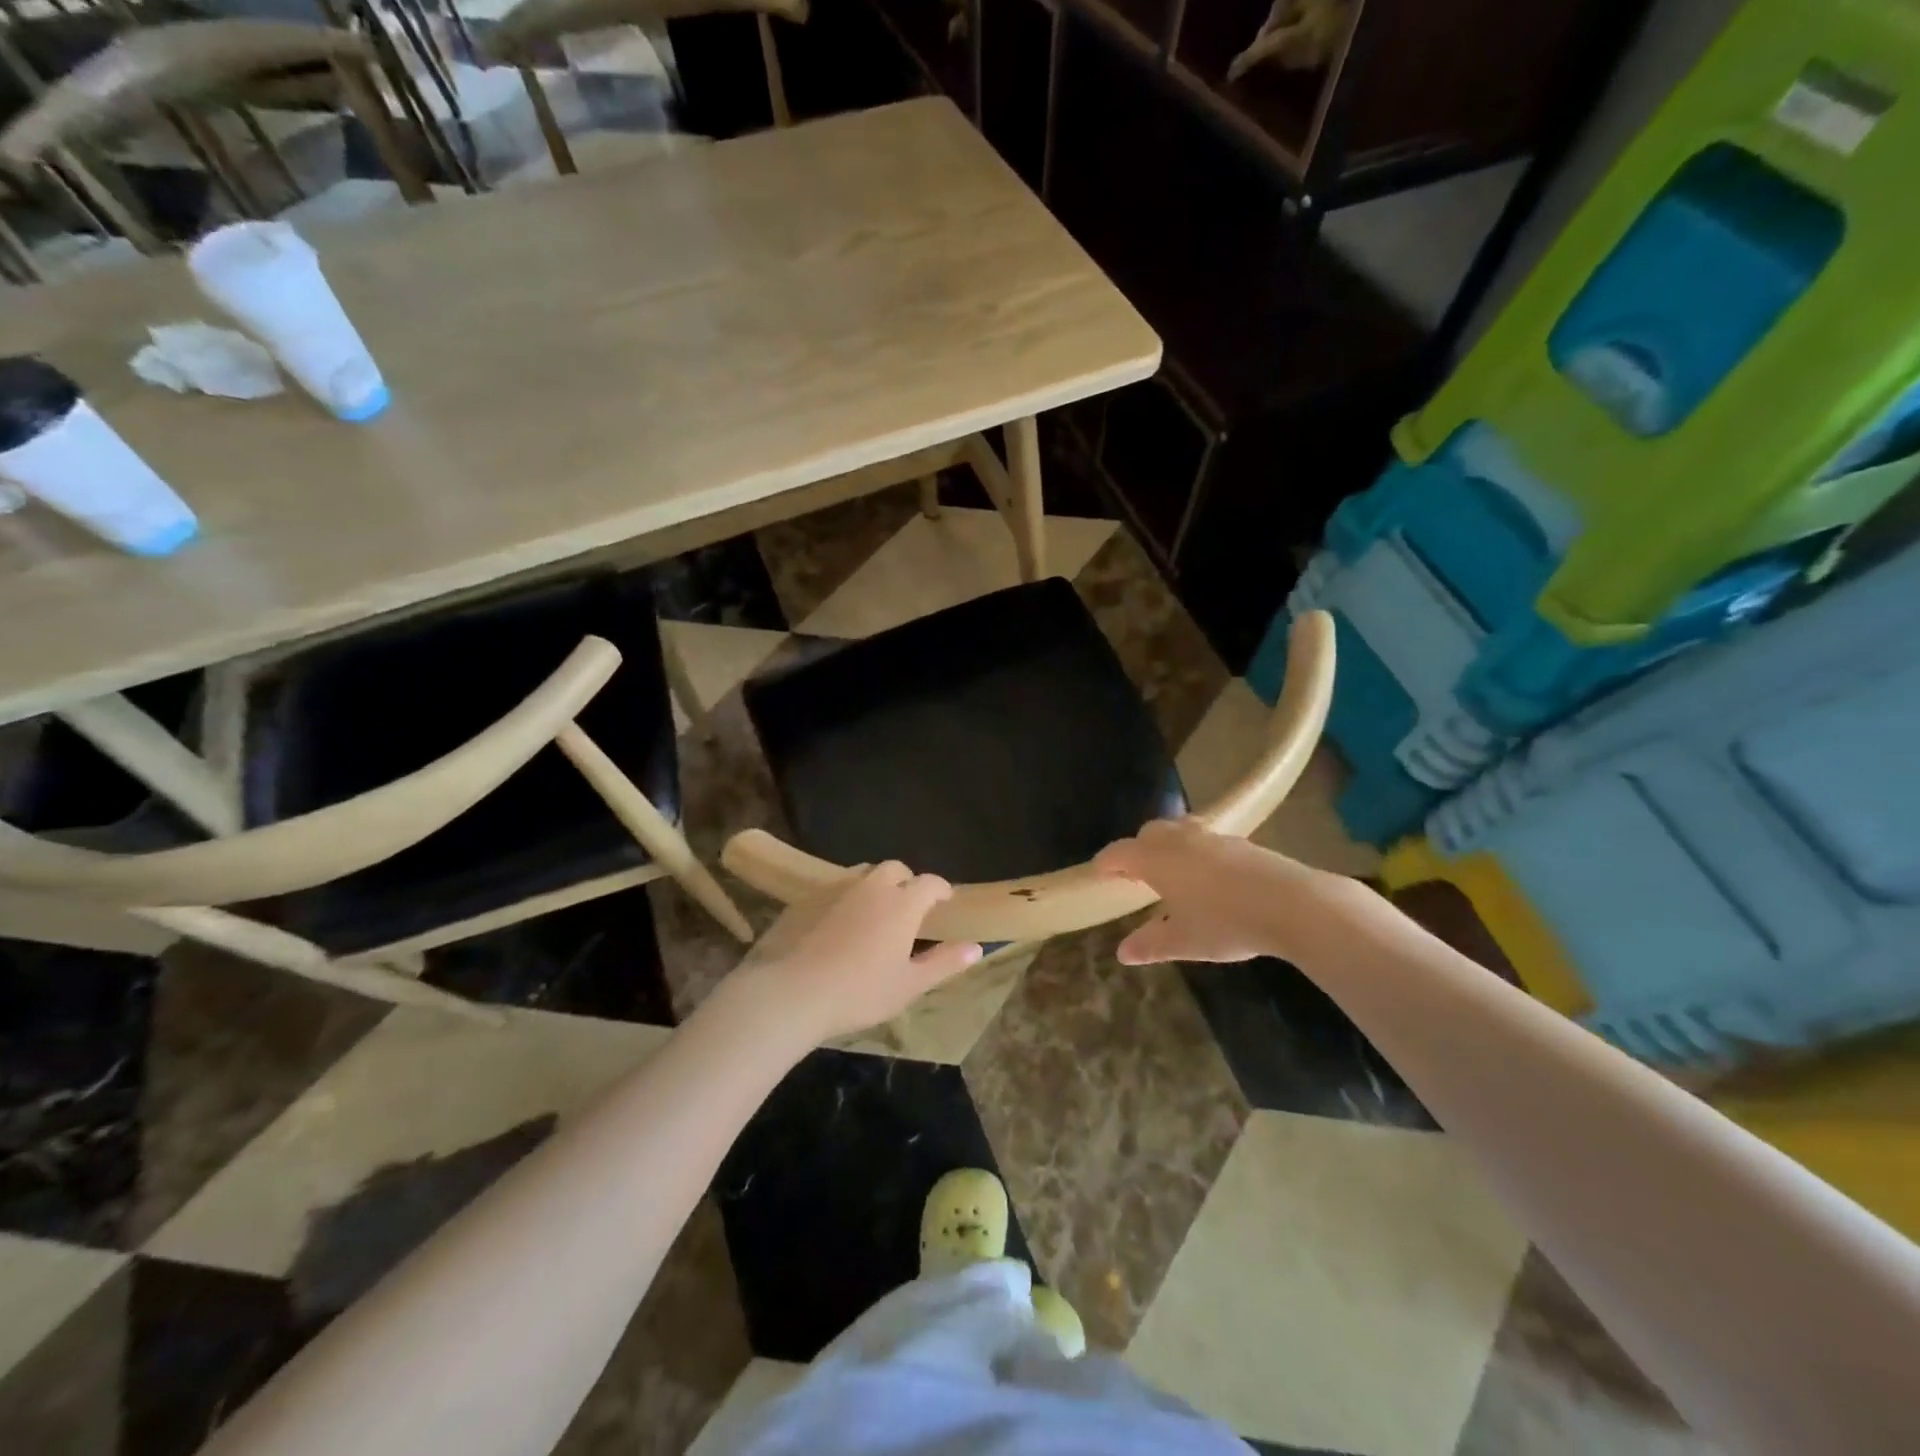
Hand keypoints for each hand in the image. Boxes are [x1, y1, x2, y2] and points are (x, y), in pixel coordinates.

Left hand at [737, 863, 982, 1041]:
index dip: (941, 890)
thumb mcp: (909, 985)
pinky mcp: (807, 897)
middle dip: (907, 882)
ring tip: (874, 912)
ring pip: (863, 874)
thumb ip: (944, 963)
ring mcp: (836, 888)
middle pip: (895, 869)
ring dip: (875, 885)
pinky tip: (838, 923)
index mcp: (902, 903)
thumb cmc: (860, 992)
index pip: (930, 883)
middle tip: (908, 908)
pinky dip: (845, 897)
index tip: (945, 902)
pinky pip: (834, 887)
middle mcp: (872, 886)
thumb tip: (977, 947)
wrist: (793, 992)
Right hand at [1094, 816, 1351, 965]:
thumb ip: (1151, 944)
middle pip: (1148, 833)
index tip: (1099, 874)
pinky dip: (1197, 853)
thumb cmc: (1225, 923)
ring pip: (1179, 831)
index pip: (1119, 853)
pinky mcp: (1241, 843)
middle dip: (1137, 850)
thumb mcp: (1184, 941)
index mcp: (1156, 859)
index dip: (1106, 863)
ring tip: (1173, 874)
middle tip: (1136, 876)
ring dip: (1169, 847)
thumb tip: (1122, 953)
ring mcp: (1212, 837)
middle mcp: (1179, 840)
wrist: (1292, 904)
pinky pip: (1206, 840)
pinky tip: (1210, 879)